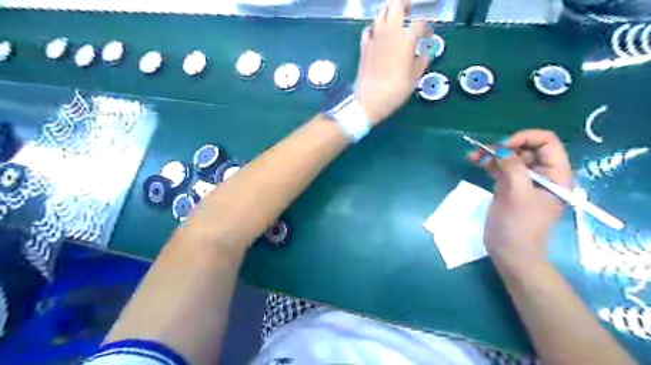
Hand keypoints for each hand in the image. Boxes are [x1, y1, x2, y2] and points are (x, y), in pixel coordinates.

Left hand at [356, 0, 430, 125]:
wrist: (370, 100)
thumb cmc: (395, 90)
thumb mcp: (414, 78)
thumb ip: (422, 62)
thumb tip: (426, 54)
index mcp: (406, 39)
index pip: (420, 23)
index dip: (427, 26)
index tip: (428, 33)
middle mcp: (390, 32)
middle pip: (396, 6)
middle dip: (404, 4)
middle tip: (409, 10)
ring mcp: (374, 38)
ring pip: (380, 14)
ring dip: (388, 13)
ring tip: (394, 19)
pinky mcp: (364, 46)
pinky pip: (368, 30)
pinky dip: (374, 28)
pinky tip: (377, 34)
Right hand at [469, 129, 571, 265]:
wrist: (510, 252)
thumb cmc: (520, 225)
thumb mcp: (518, 195)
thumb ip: (513, 168)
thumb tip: (501, 149)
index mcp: (555, 175)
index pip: (546, 143)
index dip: (525, 138)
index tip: (503, 146)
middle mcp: (541, 174)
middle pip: (525, 148)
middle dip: (504, 146)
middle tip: (484, 151)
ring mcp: (523, 181)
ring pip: (509, 157)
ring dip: (491, 154)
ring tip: (472, 155)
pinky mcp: (508, 187)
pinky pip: (499, 168)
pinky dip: (487, 163)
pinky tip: (475, 161)